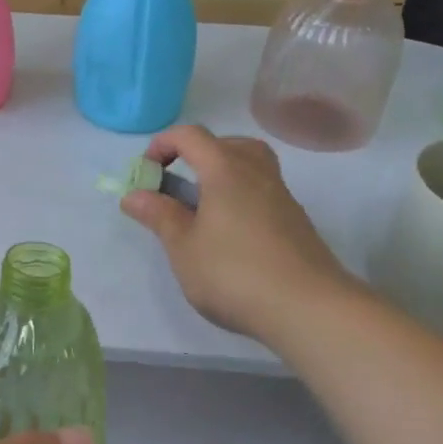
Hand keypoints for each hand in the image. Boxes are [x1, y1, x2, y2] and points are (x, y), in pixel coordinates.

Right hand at [120, 124, 352, 341]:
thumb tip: (134, 195)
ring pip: (251, 165)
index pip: (191, 136)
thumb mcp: (183, 247)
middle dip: (196, 155)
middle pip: (227, 143)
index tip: (147, 172)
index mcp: (225, 170)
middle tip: (179, 185)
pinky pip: (263, 191)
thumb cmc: (233, 273)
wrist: (308, 307)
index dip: (163, 144)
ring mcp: (281, 196)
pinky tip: (230, 234)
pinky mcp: (295, 221)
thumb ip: (159, 216)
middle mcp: (257, 173)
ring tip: (203, 208)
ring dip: (222, 175)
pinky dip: (241, 197)